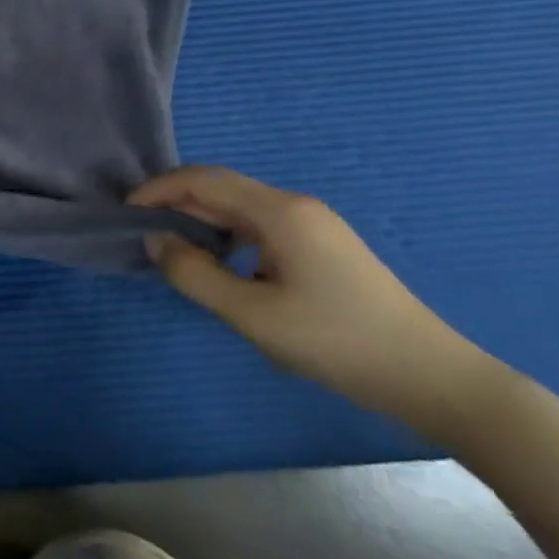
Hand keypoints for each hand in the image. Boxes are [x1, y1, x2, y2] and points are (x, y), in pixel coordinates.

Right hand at [129, 166, 500, 436]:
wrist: (433, 378)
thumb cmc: (336, 341)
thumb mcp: (250, 314)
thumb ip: (193, 273)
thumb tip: (156, 240)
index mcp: (279, 212)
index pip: (203, 180)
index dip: (158, 189)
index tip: (126, 212)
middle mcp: (296, 206)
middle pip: (221, 188)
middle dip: (175, 202)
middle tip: (142, 232)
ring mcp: (315, 226)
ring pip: (240, 208)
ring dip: (200, 220)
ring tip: (174, 249)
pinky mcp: (323, 247)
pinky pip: (260, 226)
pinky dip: (227, 235)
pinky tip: (222, 265)